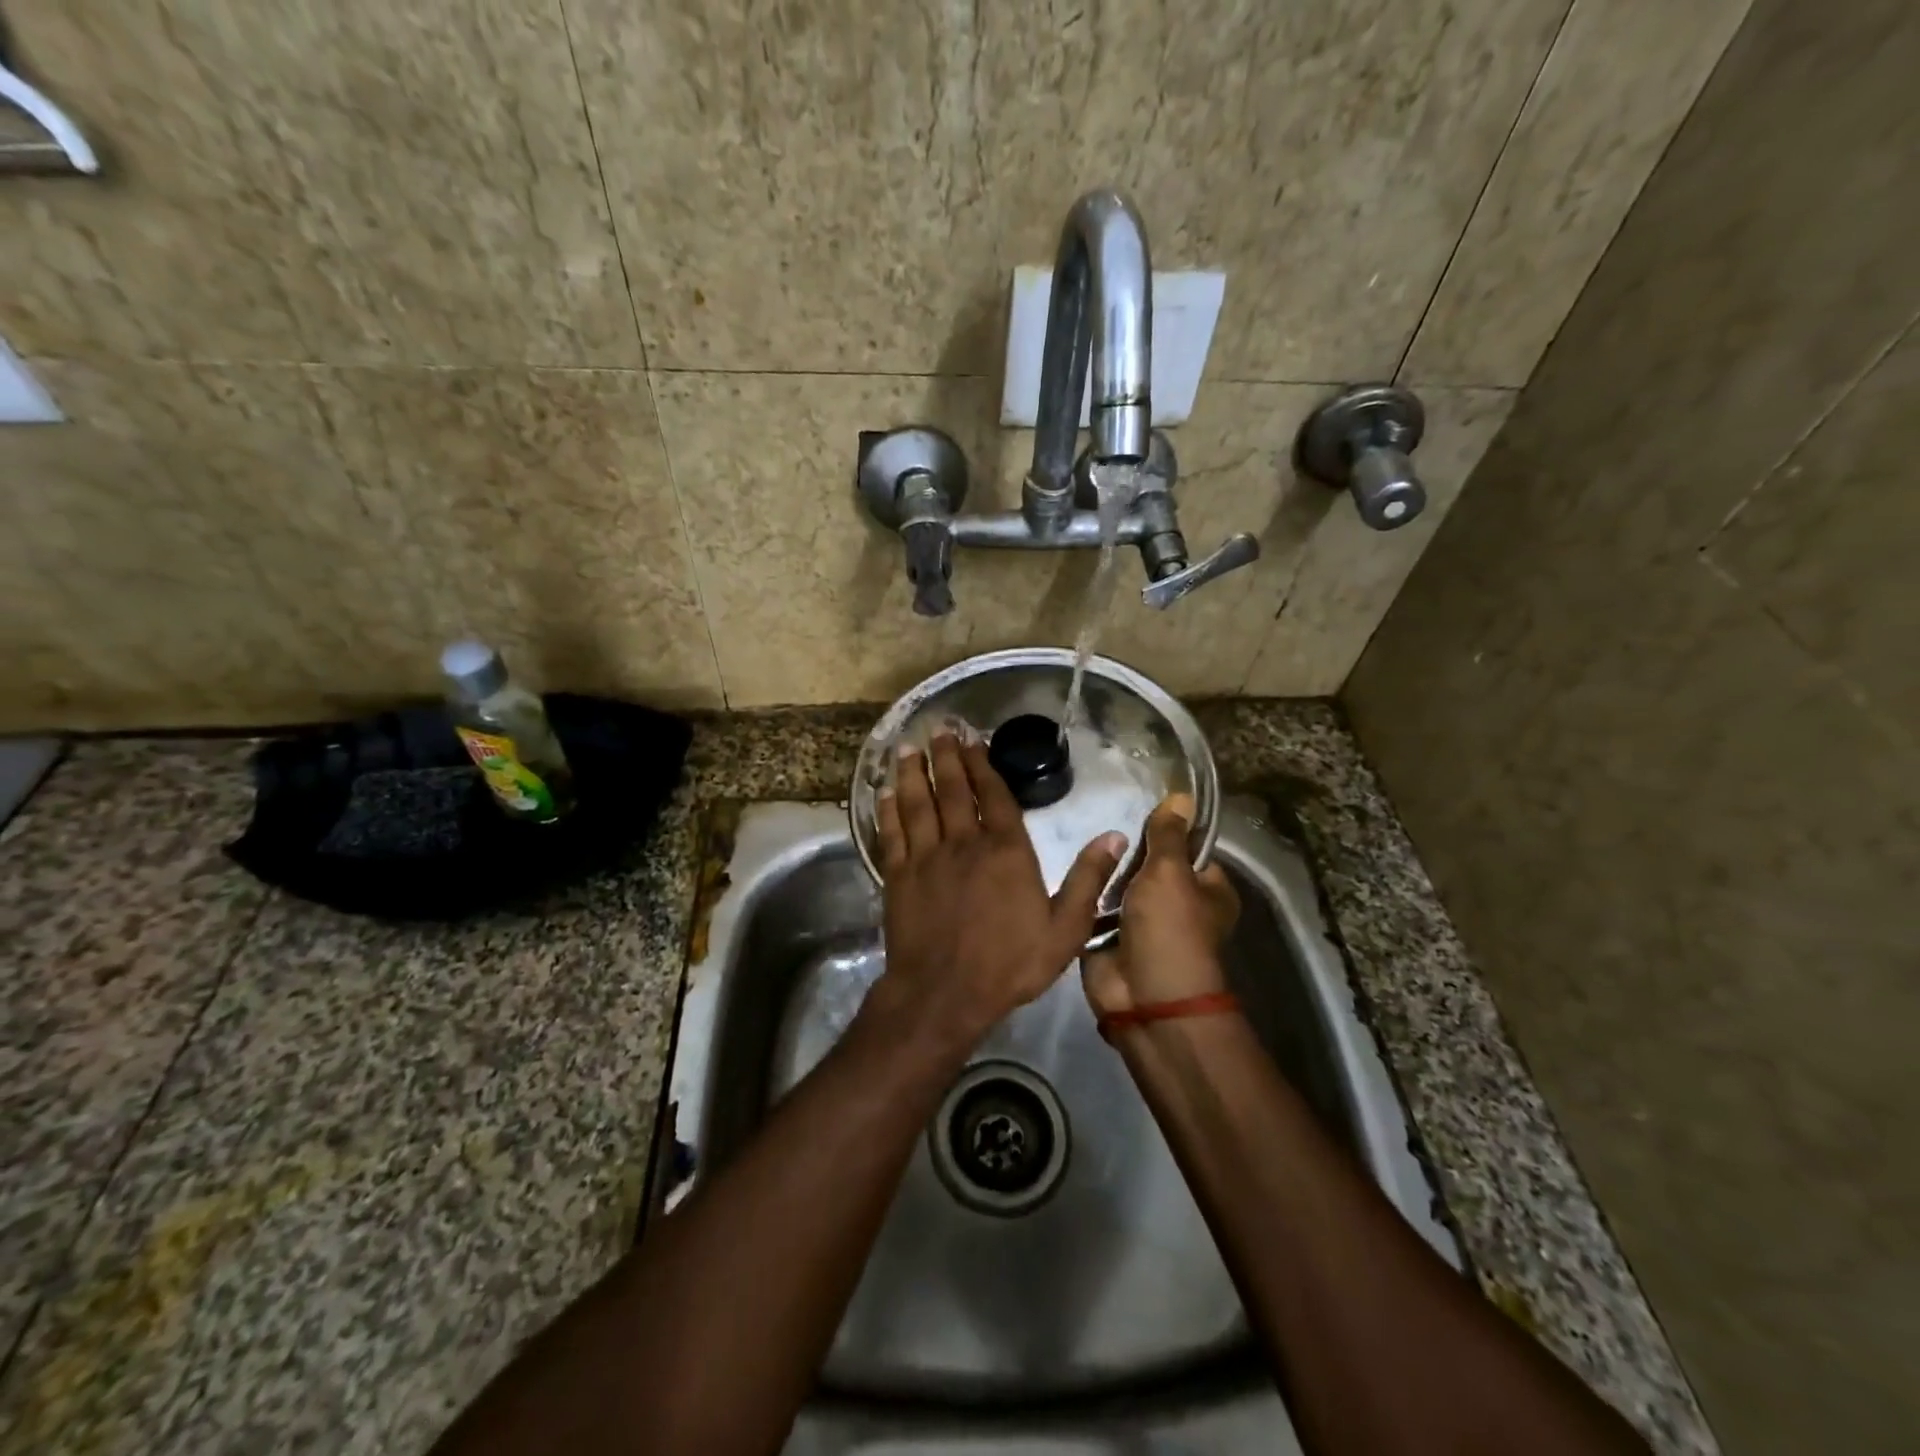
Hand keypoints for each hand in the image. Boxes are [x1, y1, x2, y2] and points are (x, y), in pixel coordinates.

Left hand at [873, 732, 1124, 1044]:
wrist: (944, 994)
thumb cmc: (1009, 964)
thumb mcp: (1065, 929)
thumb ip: (1089, 880)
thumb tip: (1116, 835)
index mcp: (1006, 851)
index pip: (995, 796)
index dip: (983, 764)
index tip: (973, 739)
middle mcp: (964, 843)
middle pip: (954, 790)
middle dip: (947, 756)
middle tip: (939, 729)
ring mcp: (926, 857)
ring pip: (919, 803)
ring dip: (915, 773)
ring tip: (909, 747)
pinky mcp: (897, 875)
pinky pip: (892, 832)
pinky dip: (888, 809)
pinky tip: (885, 792)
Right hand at [1082, 793, 1239, 1018]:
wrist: (1143, 998)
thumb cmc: (1169, 930)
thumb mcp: (1169, 873)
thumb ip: (1168, 835)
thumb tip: (1183, 794)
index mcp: (1208, 890)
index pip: (1185, 847)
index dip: (1164, 831)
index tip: (1137, 812)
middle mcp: (1178, 905)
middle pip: (1147, 866)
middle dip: (1126, 855)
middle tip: (1105, 830)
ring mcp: (1142, 923)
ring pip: (1118, 885)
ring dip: (1104, 876)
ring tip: (1086, 850)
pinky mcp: (1110, 938)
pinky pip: (1096, 907)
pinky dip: (1086, 897)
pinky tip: (1072, 876)